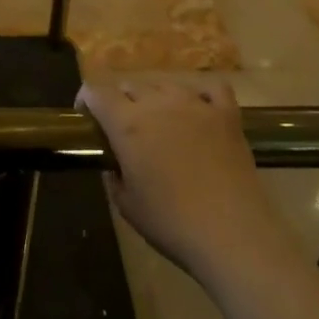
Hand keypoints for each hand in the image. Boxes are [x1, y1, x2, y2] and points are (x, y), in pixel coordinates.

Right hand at [77, 79, 288, 284]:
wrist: (233, 234)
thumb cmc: (172, 223)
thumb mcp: (126, 205)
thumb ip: (113, 174)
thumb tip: (115, 162)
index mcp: (127, 123)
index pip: (96, 90)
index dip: (85, 99)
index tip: (86, 118)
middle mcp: (158, 102)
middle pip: (130, 85)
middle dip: (120, 102)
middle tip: (125, 131)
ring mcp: (195, 103)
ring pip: (165, 84)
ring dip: (156, 99)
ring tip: (162, 124)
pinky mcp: (227, 113)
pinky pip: (211, 88)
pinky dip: (201, 95)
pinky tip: (199, 110)